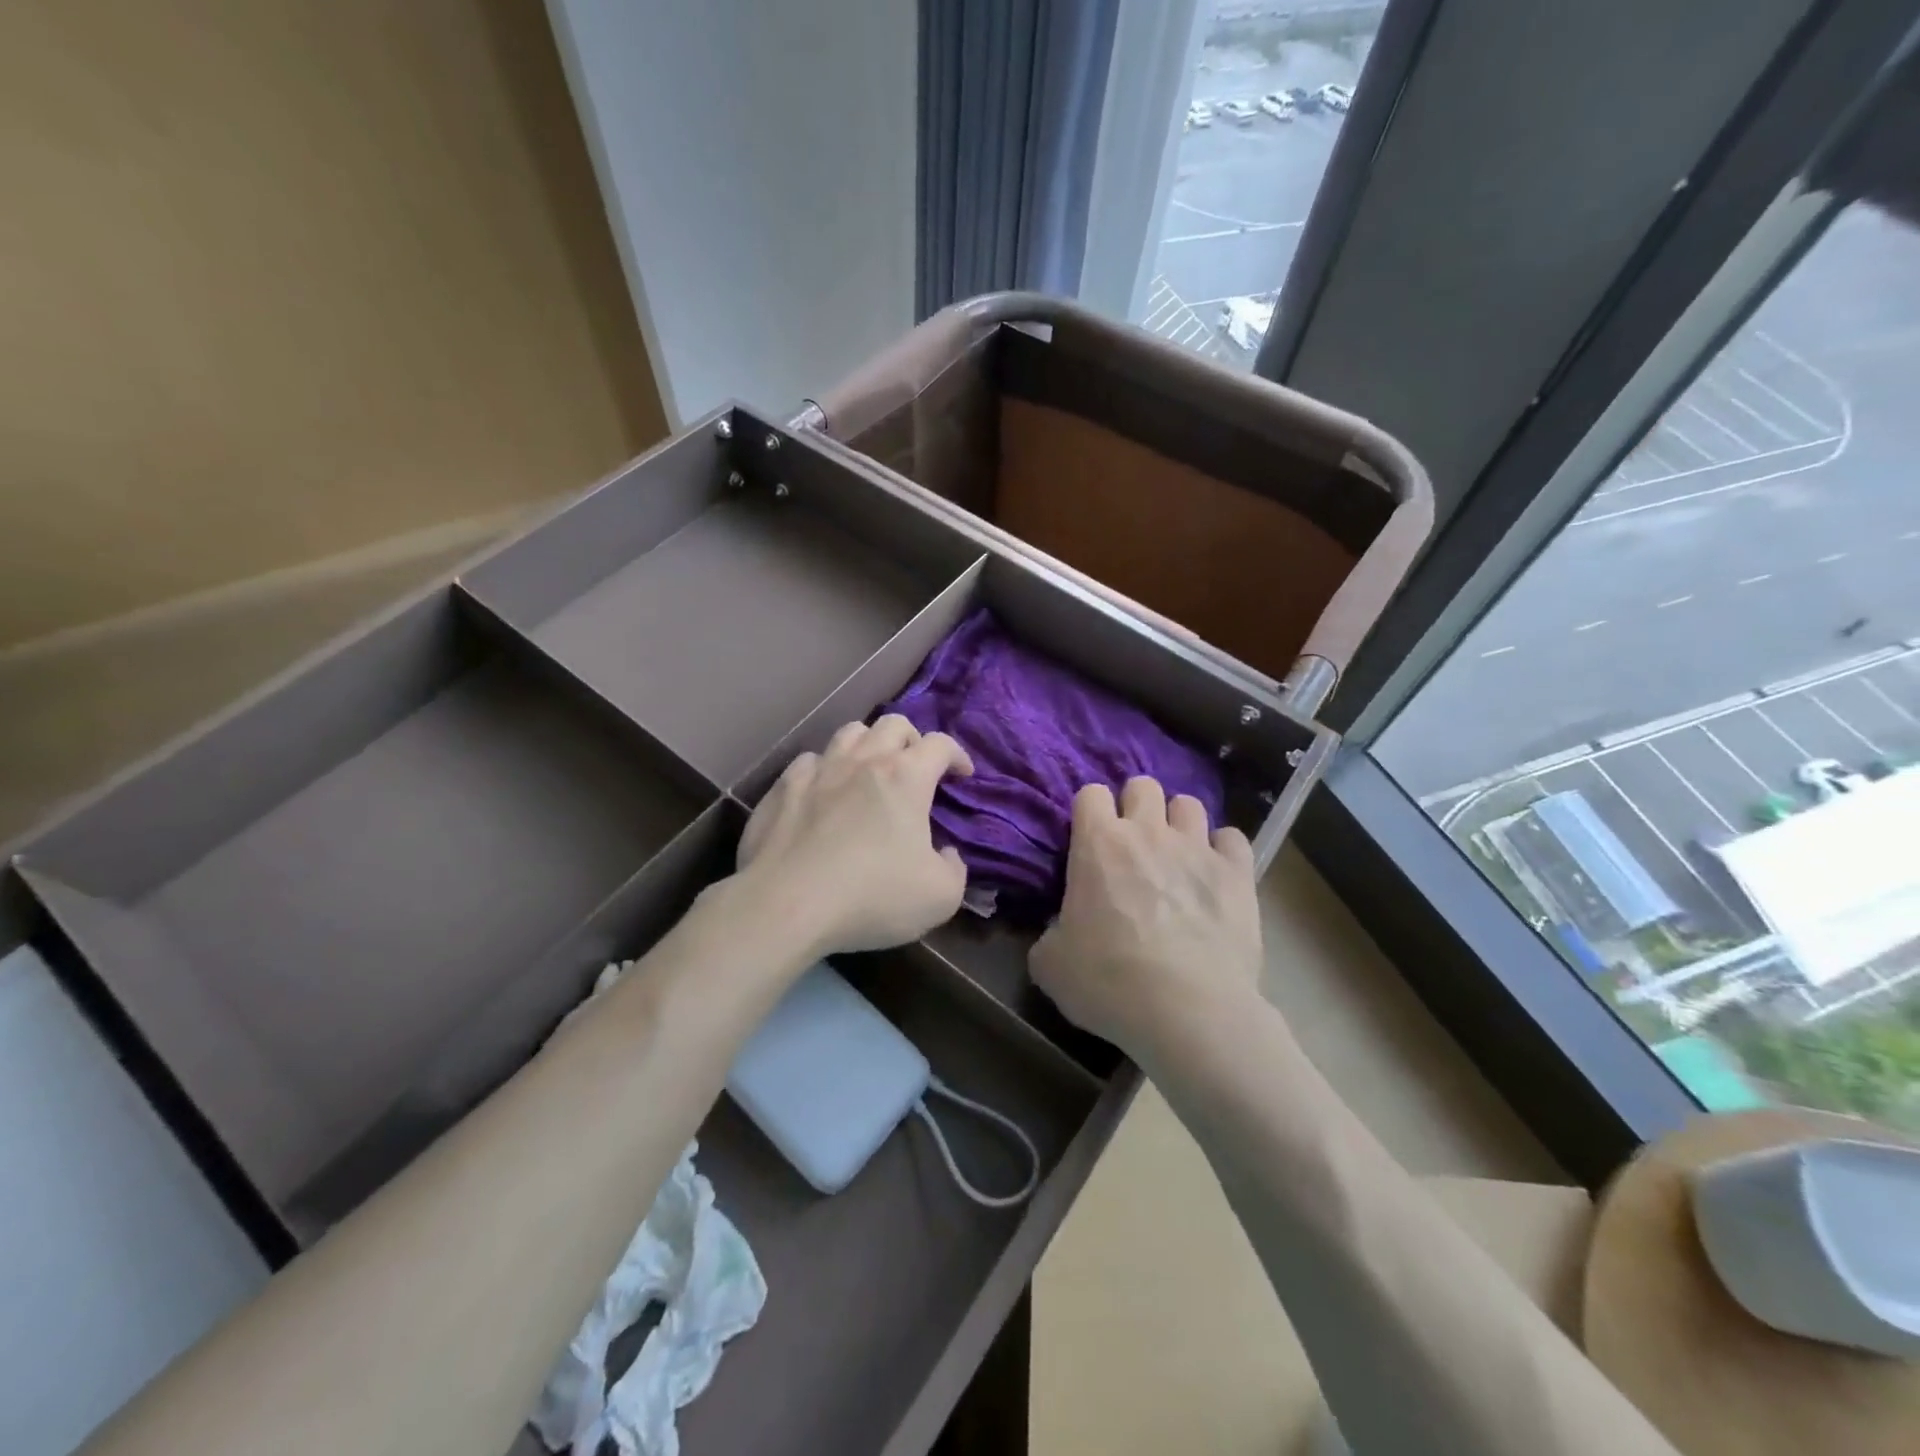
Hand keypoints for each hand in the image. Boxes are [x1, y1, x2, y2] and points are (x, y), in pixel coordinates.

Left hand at [735, 716, 973, 956]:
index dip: (957, 755)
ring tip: (870, 770)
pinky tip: (823, 792)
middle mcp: (863, 761)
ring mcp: (818, 771)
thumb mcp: (940, 897)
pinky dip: (824, 770)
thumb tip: (947, 854)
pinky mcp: (782, 789)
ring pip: (848, 733)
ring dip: (867, 744)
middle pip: (893, 724)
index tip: (962, 774)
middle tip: (915, 767)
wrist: (787, 906)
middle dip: (912, 740)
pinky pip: (808, 762)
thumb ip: (954, 869)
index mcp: (906, 777)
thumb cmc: (872, 897)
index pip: (940, 744)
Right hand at [1030, 777, 1262, 1059]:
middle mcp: (1148, 832)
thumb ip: (1051, 932)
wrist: (1187, 1011)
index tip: (1089, 838)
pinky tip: (1216, 874)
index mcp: (1098, 844)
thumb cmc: (1108, 982)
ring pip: (1189, 803)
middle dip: (1135, 806)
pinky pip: (1232, 838)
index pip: (1090, 793)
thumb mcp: (1050, 964)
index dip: (1089, 811)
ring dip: (1178, 823)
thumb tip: (1060, 928)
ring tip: (1176, 854)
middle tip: (1132, 842)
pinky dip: (1222, 851)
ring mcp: (1197, 848)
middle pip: (1142, 785)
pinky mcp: (1238, 873)